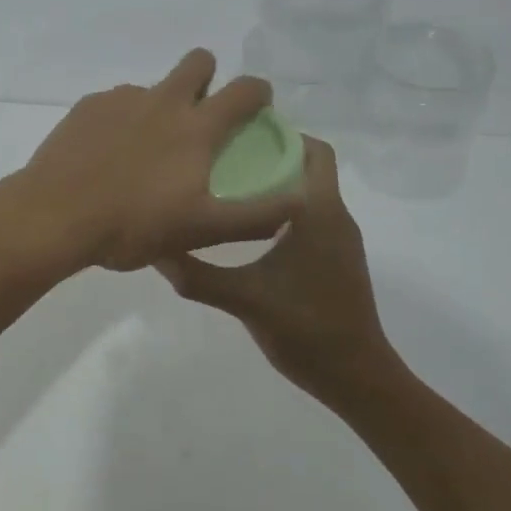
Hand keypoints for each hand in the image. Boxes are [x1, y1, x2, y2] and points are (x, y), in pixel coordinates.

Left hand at [16, 50, 302, 272]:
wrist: (54, 217)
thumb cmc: (133, 225)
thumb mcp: (202, 230)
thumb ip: (256, 216)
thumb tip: (301, 199)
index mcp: (196, 127)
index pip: (244, 89)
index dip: (258, 91)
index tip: (257, 105)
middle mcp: (162, 100)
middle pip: (198, 62)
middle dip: (207, 76)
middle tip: (200, 115)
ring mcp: (121, 100)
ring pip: (153, 87)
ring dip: (160, 106)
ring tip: (144, 152)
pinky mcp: (86, 107)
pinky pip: (115, 103)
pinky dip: (121, 121)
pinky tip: (107, 155)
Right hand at [153, 137, 399, 412]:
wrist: (356, 376)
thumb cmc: (305, 328)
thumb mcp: (242, 300)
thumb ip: (196, 274)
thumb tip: (153, 250)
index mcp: (319, 211)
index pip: (313, 150)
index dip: (281, 135)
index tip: (238, 134)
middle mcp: (335, 215)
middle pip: (310, 166)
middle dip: (272, 156)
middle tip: (225, 159)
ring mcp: (340, 239)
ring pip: (310, 192)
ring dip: (278, 183)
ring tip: (229, 187)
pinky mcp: (337, 259)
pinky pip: (311, 215)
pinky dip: (284, 209)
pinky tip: (248, 229)